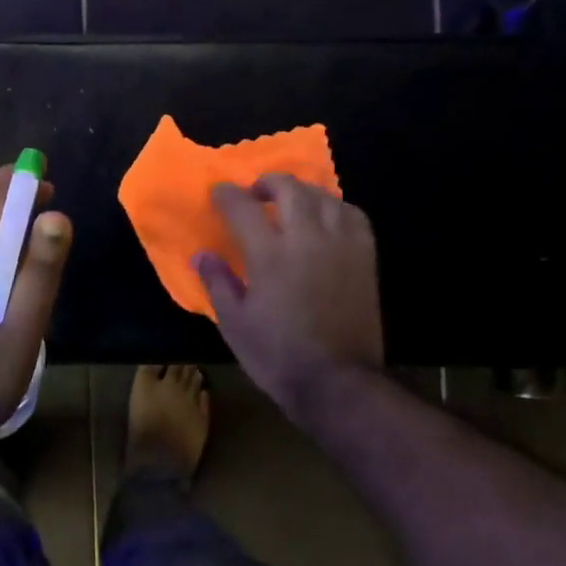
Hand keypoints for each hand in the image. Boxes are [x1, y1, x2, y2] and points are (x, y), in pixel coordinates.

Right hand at [194, 175, 383, 414]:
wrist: (338, 382)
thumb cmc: (278, 355)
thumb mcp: (235, 324)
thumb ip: (217, 283)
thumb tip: (201, 255)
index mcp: (269, 254)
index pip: (243, 207)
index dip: (226, 195)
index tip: (218, 193)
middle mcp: (307, 238)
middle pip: (289, 189)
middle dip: (268, 182)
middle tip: (256, 193)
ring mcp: (341, 245)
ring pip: (324, 196)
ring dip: (302, 192)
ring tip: (291, 203)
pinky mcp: (365, 257)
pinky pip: (353, 215)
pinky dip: (336, 207)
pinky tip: (326, 219)